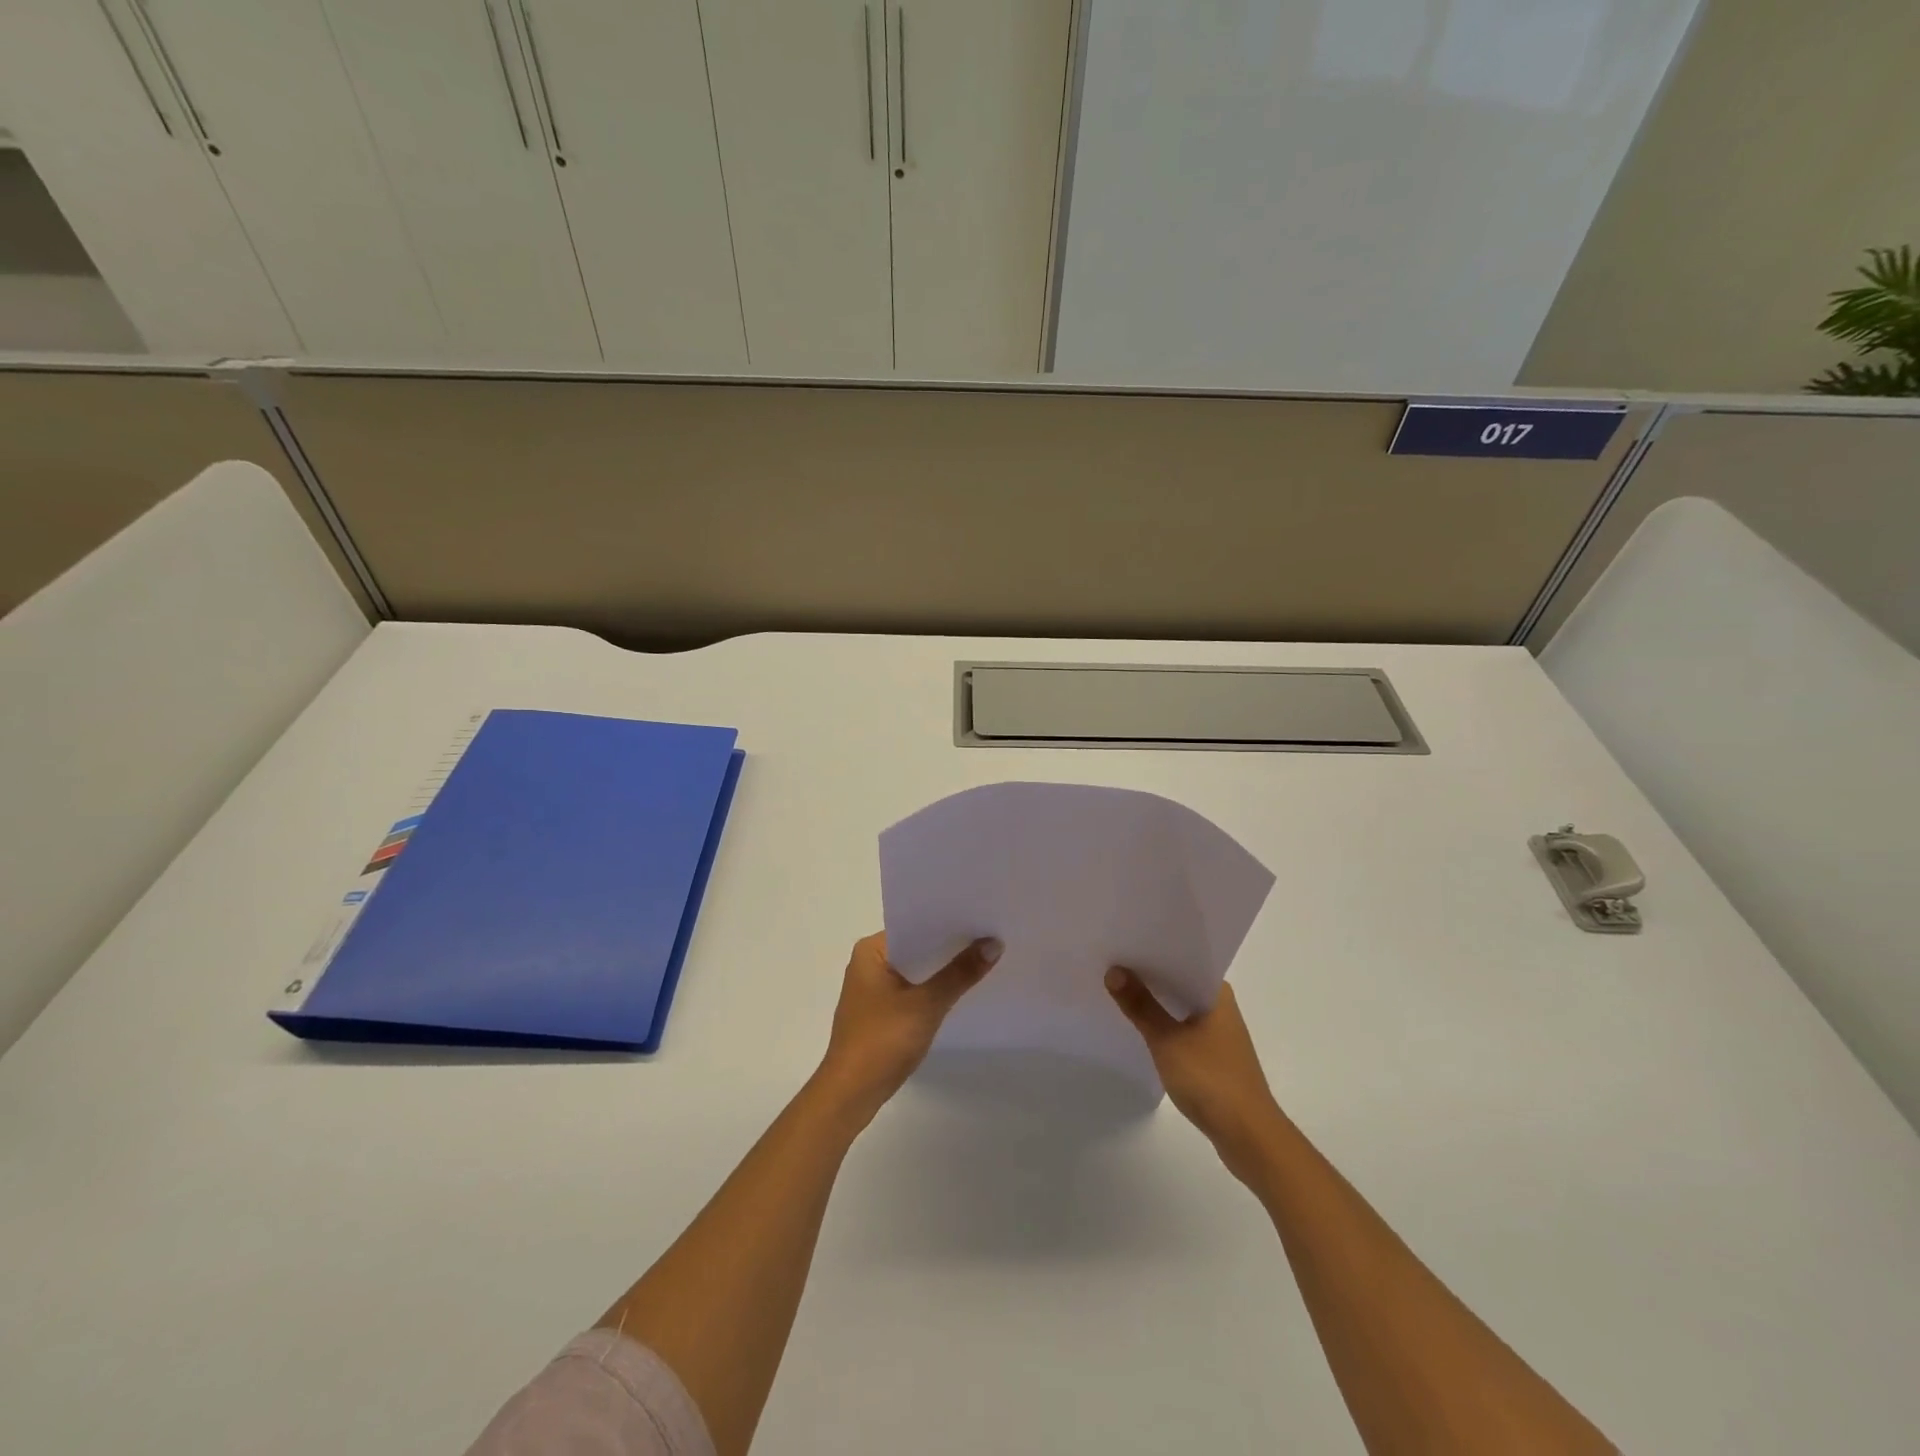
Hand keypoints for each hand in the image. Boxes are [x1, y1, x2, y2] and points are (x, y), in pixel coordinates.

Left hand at [817, 932, 1001, 1123]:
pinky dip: (933, 990)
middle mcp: (868, 963)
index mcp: (871, 951)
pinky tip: (960, 991)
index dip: (948, 923)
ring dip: (942, 970)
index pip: (915, 925)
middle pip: (917, 947)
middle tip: (991, 936)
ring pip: (916, 970)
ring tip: (983, 960)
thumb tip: (994, 943)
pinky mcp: (880, 1012)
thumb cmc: (882, 1040)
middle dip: (950, 947)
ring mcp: (872, 989)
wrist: (851, 1094)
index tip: (981, 918)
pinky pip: (912, 990)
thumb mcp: (927, 1004)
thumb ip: (960, 973)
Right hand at [1105, 968, 1282, 1181]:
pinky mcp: (1214, 1057)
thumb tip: (1114, 971)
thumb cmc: (1211, 1080)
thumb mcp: (1167, 1040)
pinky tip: (1140, 1028)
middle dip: (1148, 976)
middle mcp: (1221, 1007)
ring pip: (1180, 1007)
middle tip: (1110, 964)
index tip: (1122, 942)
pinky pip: (1183, 1029)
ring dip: (1155, 1003)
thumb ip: (1140, 1006)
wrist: (1249, 1137)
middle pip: (1179, 982)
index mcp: (1217, 993)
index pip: (1182, 958)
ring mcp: (1219, 1034)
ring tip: (1118, 992)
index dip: (1152, 951)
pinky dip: (1163, 1025)